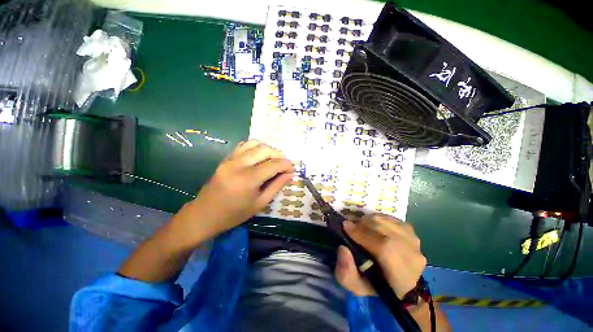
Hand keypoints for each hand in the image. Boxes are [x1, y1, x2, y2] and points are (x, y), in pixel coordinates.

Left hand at [173, 140, 293, 243]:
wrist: (205, 214)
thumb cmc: (234, 214)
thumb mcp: (260, 203)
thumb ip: (276, 186)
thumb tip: (290, 174)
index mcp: (248, 180)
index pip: (273, 164)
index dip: (286, 165)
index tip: (292, 169)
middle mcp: (239, 165)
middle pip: (265, 150)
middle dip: (279, 155)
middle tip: (284, 165)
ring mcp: (230, 159)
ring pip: (254, 143)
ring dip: (268, 149)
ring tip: (273, 160)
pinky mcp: (225, 158)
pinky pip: (243, 145)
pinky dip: (255, 147)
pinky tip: (259, 157)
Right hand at [335, 214, 426, 298]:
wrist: (400, 284)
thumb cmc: (377, 287)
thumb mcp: (356, 287)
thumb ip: (346, 272)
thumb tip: (343, 248)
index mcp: (402, 276)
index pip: (385, 247)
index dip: (363, 234)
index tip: (345, 227)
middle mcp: (413, 255)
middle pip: (384, 228)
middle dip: (362, 224)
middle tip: (350, 225)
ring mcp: (414, 240)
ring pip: (386, 220)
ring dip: (368, 220)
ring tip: (359, 226)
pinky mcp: (411, 231)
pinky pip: (389, 218)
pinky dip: (376, 218)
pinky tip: (371, 225)